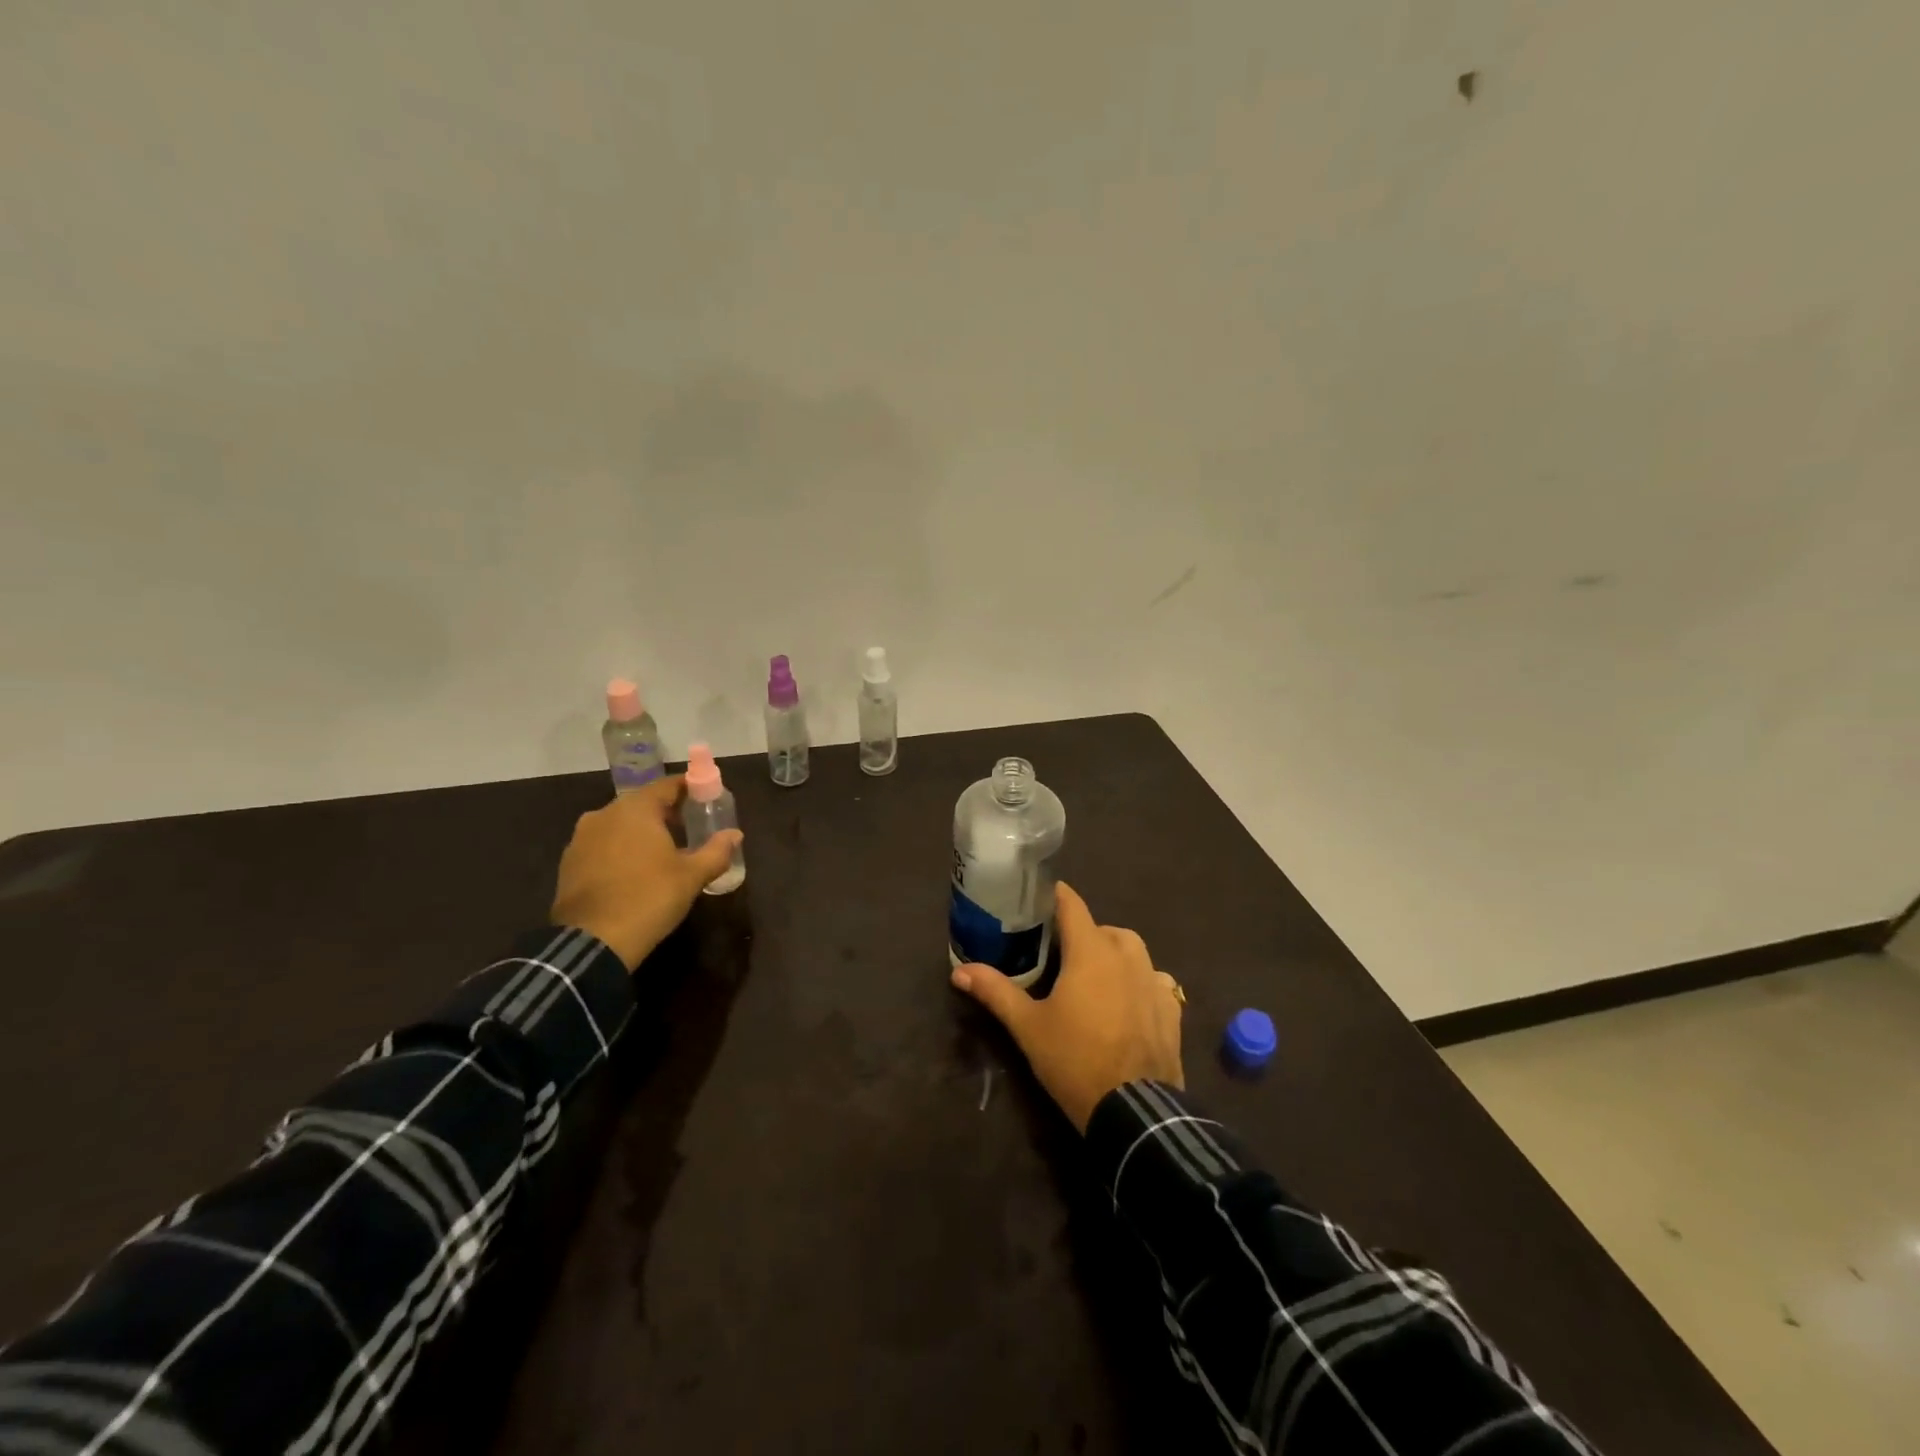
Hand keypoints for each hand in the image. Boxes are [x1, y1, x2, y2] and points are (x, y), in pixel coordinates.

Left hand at [549, 777, 743, 970]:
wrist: (593, 941)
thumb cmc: (649, 898)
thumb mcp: (692, 876)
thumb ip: (716, 851)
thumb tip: (735, 835)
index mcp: (636, 809)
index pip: (667, 785)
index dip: (689, 788)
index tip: (706, 798)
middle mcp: (604, 814)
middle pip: (641, 803)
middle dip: (666, 811)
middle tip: (689, 826)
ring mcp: (581, 838)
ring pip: (619, 824)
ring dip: (641, 831)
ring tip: (662, 850)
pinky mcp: (569, 863)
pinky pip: (602, 844)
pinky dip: (620, 849)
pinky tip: (634, 870)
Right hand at [950, 882, 1183, 1131]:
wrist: (1134, 1111)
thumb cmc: (1075, 1060)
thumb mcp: (1028, 1026)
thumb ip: (995, 991)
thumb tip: (959, 971)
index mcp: (1091, 951)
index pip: (1072, 905)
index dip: (1055, 896)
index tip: (1038, 897)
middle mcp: (1126, 955)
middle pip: (1102, 928)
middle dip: (1082, 933)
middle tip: (1059, 954)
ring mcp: (1154, 981)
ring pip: (1132, 951)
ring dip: (1113, 953)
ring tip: (1093, 976)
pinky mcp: (1171, 1008)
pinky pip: (1154, 980)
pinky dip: (1139, 981)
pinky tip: (1128, 1002)